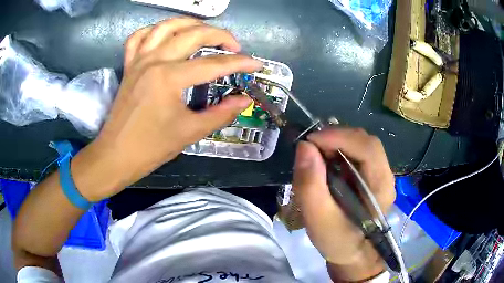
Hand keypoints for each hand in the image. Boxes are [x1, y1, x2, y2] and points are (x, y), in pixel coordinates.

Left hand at [71, 18, 261, 200]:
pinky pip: (139, 37)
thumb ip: (221, 113)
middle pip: (194, 34)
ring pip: (167, 26)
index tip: (256, 64)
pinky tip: (165, 36)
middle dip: (221, 35)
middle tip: (235, 47)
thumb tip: (244, 100)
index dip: (240, 63)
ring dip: (190, 23)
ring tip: (205, 32)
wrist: (116, 155)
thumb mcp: (190, 132)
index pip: (213, 64)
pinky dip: (153, 30)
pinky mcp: (129, 65)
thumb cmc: (151, 148)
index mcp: (169, 78)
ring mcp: (139, 60)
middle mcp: (154, 61)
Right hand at [293, 128, 395, 281]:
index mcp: (381, 186)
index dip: (339, 137)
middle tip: (310, 148)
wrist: (352, 253)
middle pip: (364, 141)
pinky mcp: (370, 174)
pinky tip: (325, 162)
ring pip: (359, 143)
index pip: (367, 147)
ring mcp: (379, 173)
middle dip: (335, 138)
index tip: (310, 141)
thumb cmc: (338, 241)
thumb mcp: (319, 220)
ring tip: (315, 155)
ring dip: (335, 143)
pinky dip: (337, 150)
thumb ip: (310, 186)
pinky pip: (355, 152)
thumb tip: (304, 147)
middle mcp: (385, 174)